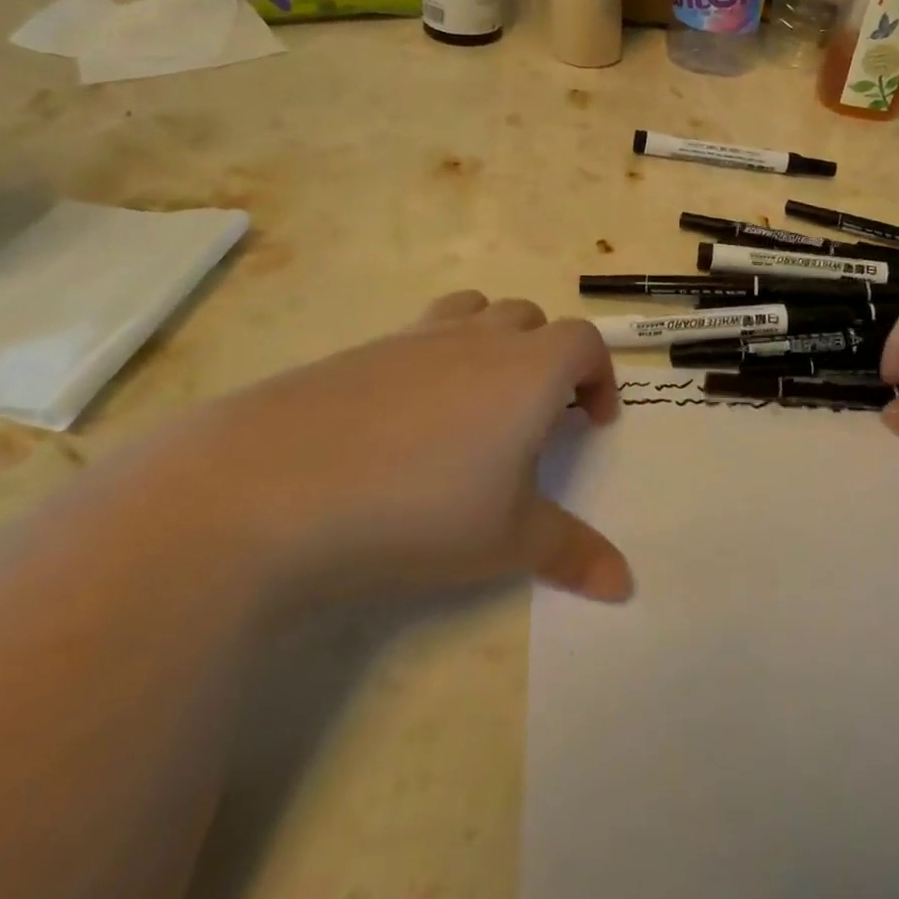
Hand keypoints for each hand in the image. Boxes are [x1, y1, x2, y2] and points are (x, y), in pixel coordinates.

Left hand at [144, 291, 631, 608]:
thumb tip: (626, 586)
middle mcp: (478, 338)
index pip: (584, 341)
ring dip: (493, 340)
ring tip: (480, 398)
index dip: (599, 375)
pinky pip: (419, 335)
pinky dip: (435, 357)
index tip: (593, 421)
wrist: (273, 486)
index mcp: (528, 369)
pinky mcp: (362, 350)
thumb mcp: (505, 542)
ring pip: (475, 312)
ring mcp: (416, 337)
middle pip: (531, 318)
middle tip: (538, 415)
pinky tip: (407, 419)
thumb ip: (571, 554)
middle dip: (548, 356)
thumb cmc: (419, 509)